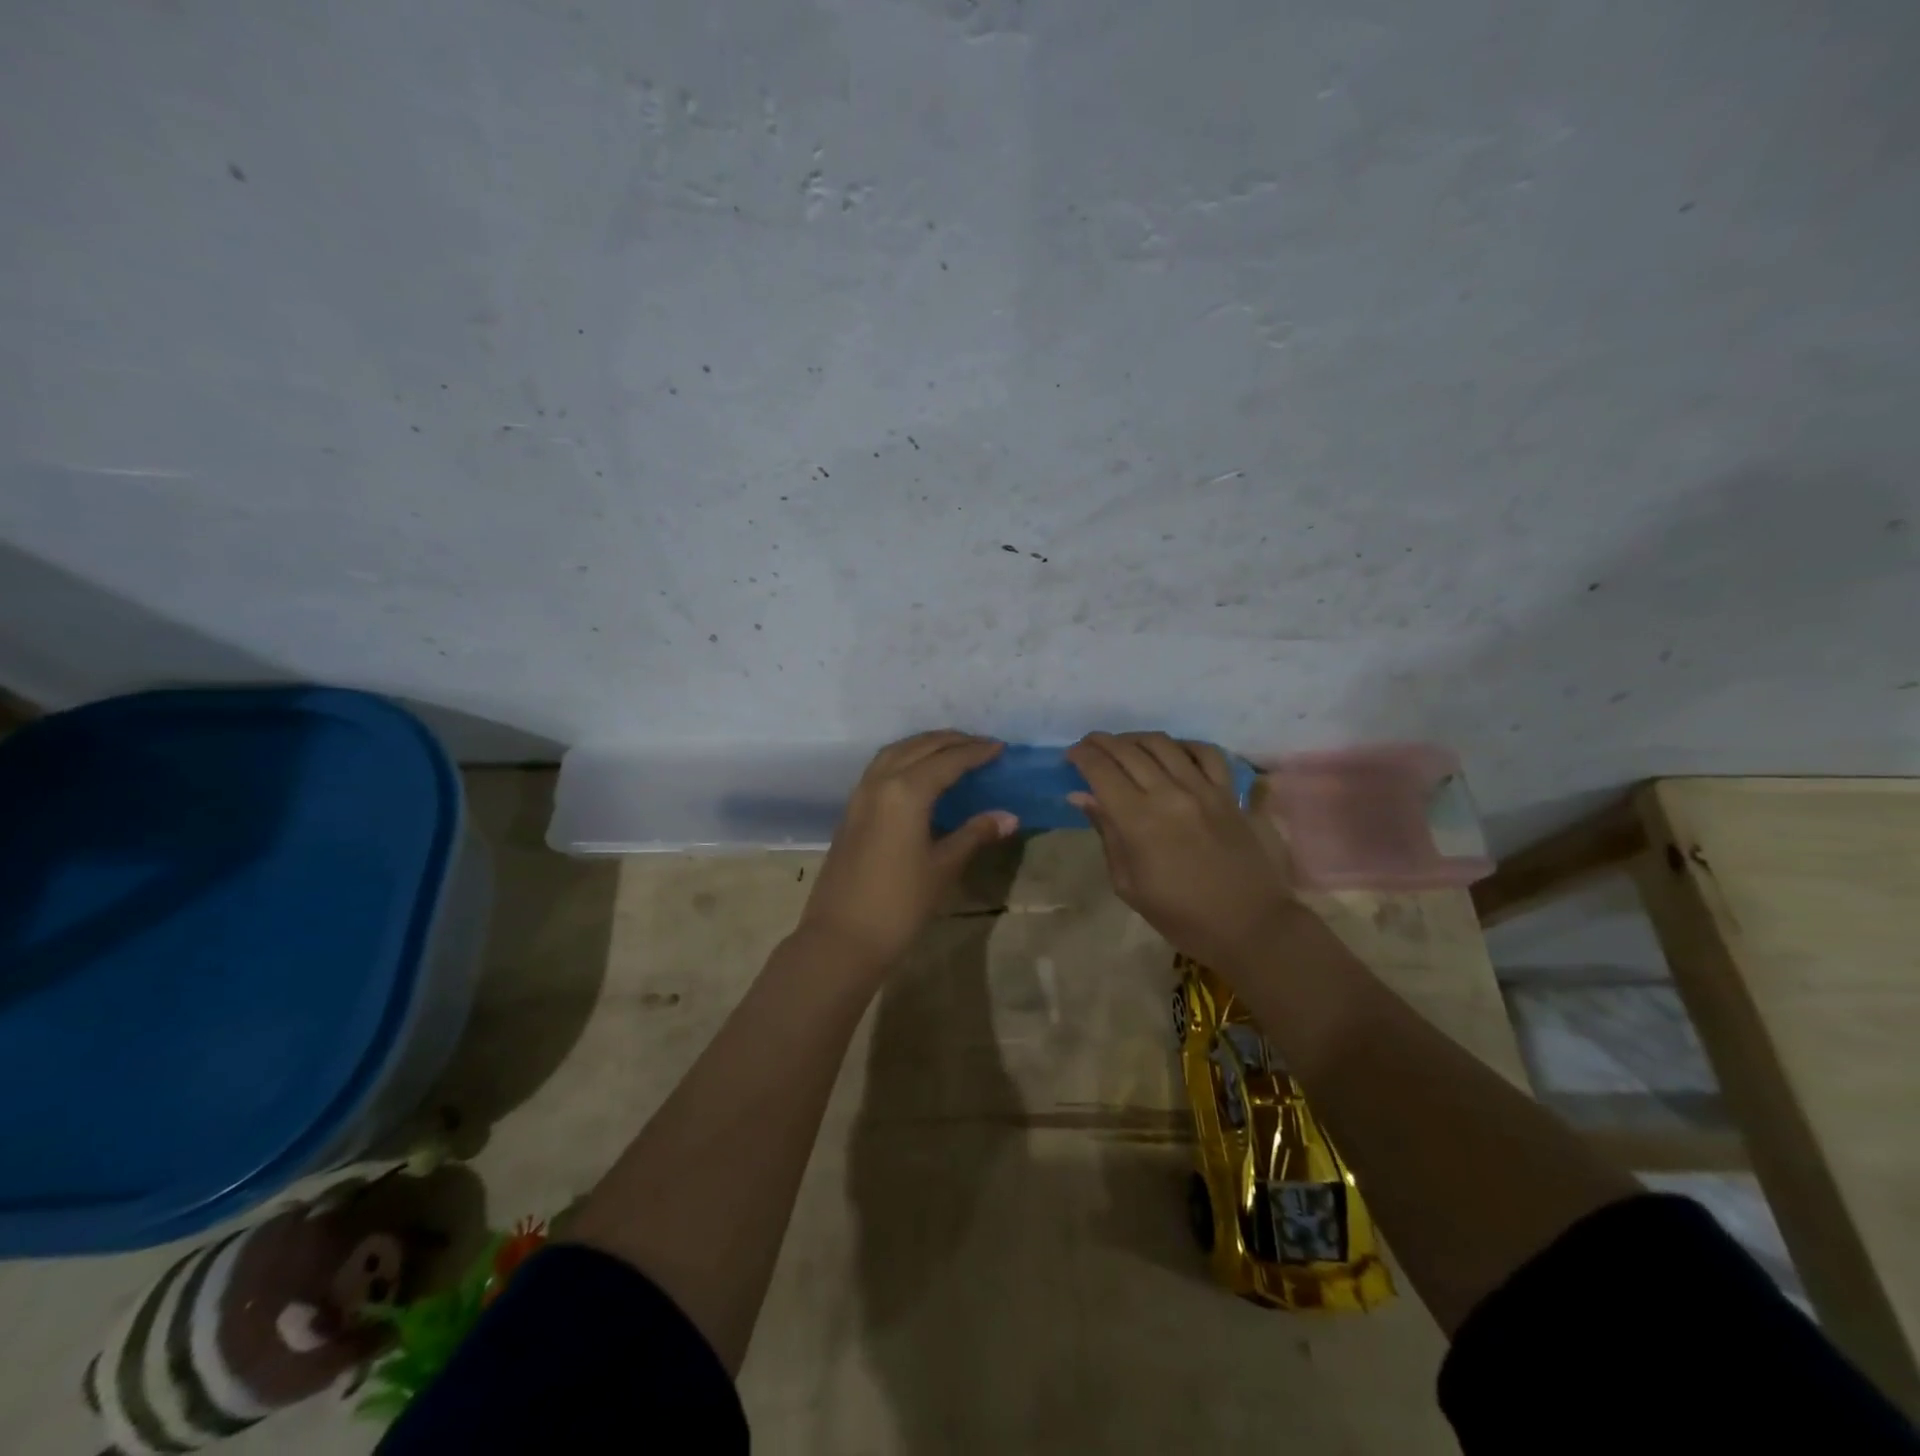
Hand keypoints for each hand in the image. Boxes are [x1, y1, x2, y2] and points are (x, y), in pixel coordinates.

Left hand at [797, 731, 1018, 971]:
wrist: (841, 938)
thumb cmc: (899, 905)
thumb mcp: (943, 868)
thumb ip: (974, 834)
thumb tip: (1008, 816)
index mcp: (906, 792)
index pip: (948, 760)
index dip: (977, 752)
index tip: (1001, 748)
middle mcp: (880, 782)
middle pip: (920, 747)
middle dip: (952, 741)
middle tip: (982, 745)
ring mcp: (860, 795)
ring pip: (895, 753)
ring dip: (925, 745)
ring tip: (952, 751)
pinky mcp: (851, 811)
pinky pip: (880, 768)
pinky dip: (904, 759)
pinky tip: (919, 774)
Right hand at [1066, 731, 1294, 967]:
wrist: (1249, 926)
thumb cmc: (1180, 915)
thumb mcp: (1128, 884)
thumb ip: (1107, 833)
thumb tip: (1082, 796)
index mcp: (1139, 821)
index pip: (1101, 770)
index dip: (1082, 756)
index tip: (1071, 755)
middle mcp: (1170, 794)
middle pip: (1128, 750)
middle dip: (1102, 742)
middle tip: (1089, 746)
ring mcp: (1204, 789)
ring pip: (1163, 744)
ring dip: (1136, 738)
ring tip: (1124, 746)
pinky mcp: (1230, 793)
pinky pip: (1206, 753)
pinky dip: (1184, 745)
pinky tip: (1173, 752)